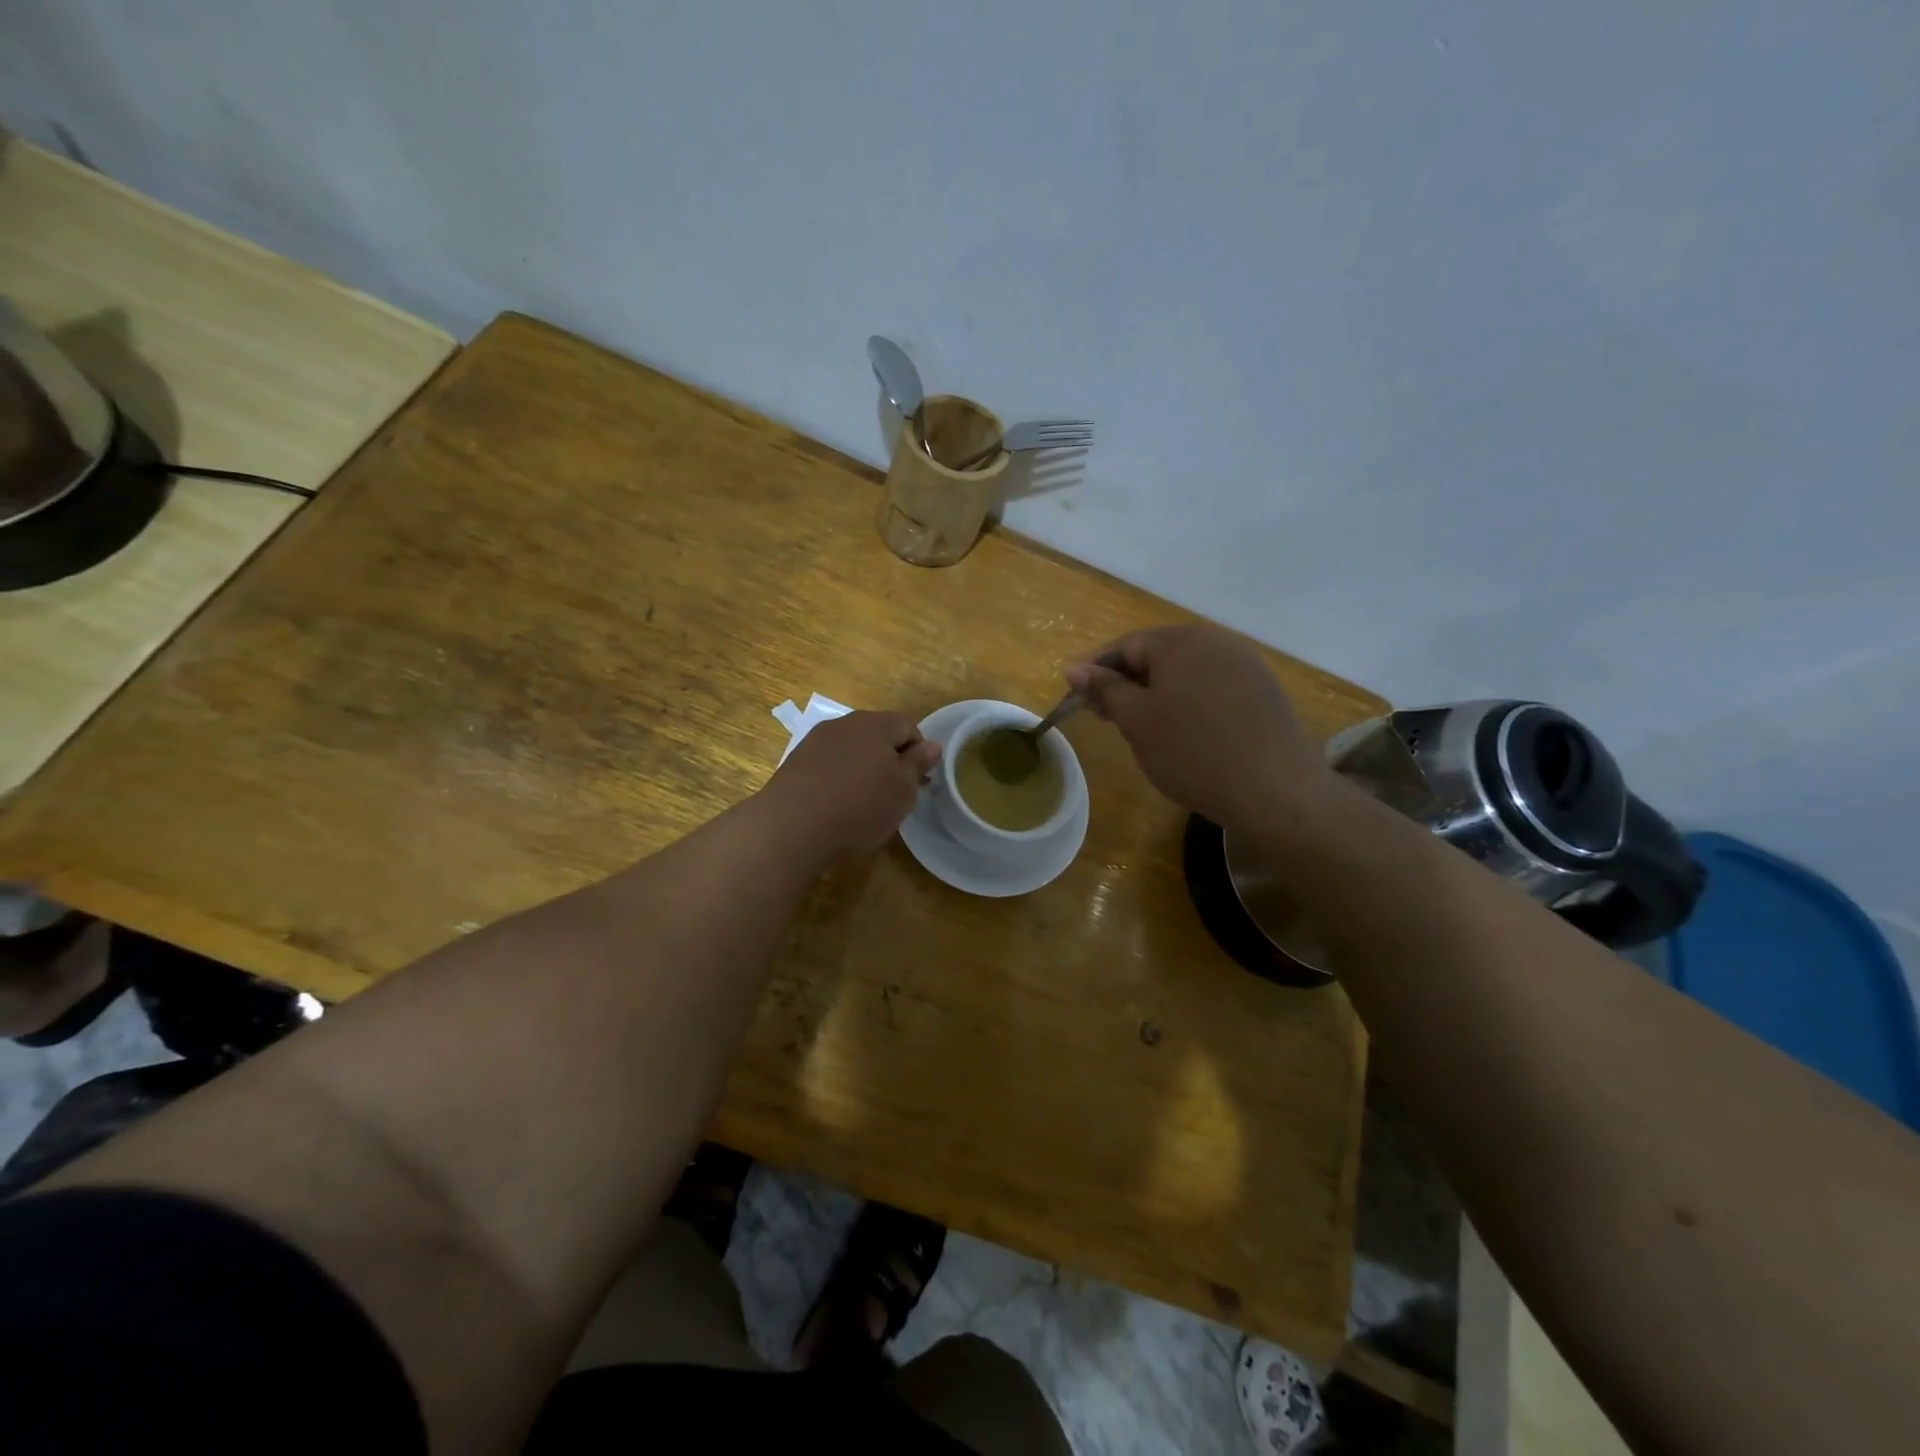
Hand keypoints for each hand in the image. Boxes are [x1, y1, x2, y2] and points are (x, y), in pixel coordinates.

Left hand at [760, 711, 941, 856]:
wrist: (793, 825)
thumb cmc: (861, 805)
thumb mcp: (902, 790)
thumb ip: (918, 764)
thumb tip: (931, 745)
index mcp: (875, 724)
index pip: (908, 726)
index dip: (919, 751)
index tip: (919, 781)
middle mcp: (843, 723)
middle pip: (877, 734)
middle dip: (890, 759)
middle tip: (894, 793)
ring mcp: (815, 741)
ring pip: (850, 749)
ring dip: (862, 768)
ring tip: (864, 802)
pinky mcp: (795, 762)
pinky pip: (828, 764)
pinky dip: (838, 779)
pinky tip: (837, 805)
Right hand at [1064, 625, 1332, 828]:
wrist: (1274, 790)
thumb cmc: (1192, 752)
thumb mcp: (1137, 721)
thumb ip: (1105, 689)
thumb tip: (1074, 668)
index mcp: (1180, 640)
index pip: (1124, 647)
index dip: (1095, 672)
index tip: (1075, 698)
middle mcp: (1215, 640)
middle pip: (1156, 655)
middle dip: (1126, 683)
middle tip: (1105, 717)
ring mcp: (1244, 663)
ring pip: (1184, 671)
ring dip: (1156, 693)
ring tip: (1141, 727)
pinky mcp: (1262, 689)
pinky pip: (1211, 686)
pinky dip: (1187, 701)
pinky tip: (1183, 731)